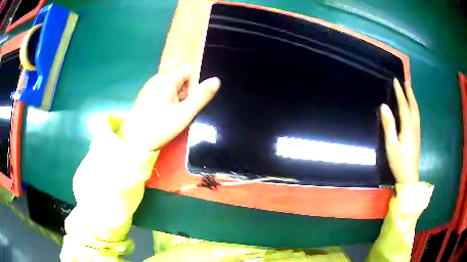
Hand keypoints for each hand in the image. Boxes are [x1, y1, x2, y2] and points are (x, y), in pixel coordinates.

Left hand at [120, 67, 219, 150]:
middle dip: (187, 91)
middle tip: (186, 109)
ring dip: (179, 96)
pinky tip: (167, 113)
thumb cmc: (161, 126)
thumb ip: (201, 96)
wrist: (135, 141)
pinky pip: (163, 92)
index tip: (195, 98)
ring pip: (172, 86)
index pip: (189, 70)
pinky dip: (169, 99)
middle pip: (180, 78)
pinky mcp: (146, 95)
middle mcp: (157, 78)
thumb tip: (217, 80)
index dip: (197, 82)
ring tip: (178, 113)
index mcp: (167, 79)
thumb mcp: (185, 113)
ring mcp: (150, 87)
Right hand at [380, 79, 419, 182]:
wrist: (409, 176)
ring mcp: (417, 131)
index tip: (396, 81)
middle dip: (409, 92)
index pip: (404, 105)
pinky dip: (414, 107)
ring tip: (410, 90)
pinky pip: (417, 116)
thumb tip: (384, 106)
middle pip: (413, 106)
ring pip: (416, 110)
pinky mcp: (417, 136)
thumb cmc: (399, 161)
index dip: (400, 93)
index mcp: (408, 127)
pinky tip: (413, 107)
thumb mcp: (391, 145)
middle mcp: (414, 126)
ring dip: (413, 98)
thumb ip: (388, 125)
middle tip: (405, 81)